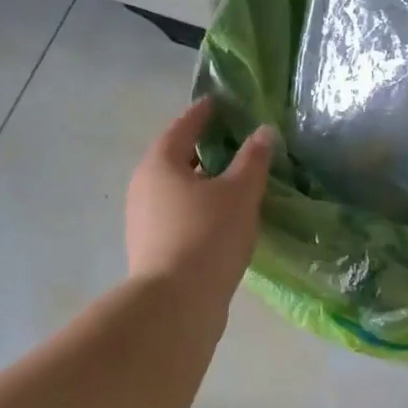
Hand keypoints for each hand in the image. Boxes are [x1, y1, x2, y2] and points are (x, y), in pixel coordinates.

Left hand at [125, 99, 273, 317]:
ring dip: (202, 185)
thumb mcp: (239, 193)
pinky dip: (198, 211)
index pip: (182, 127)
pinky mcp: (152, 250)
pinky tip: (222, 222)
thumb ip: (253, 160)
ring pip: (176, 192)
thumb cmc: (207, 236)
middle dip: (203, 151)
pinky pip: (178, 218)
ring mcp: (143, 222)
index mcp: (160, 164)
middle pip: (176, 159)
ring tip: (233, 185)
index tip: (218, 103)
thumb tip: (264, 132)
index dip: (202, 114)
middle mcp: (143, 188)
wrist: (176, 303)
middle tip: (232, 144)